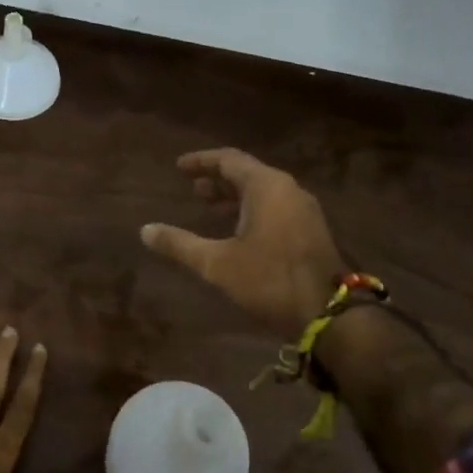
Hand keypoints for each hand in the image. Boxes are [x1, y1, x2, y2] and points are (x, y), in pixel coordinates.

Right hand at [141, 148, 347, 336]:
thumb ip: (180, 245)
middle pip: (248, 174)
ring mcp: (303, 210)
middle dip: (217, 180)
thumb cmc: (269, 281)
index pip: (229, 160)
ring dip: (234, 197)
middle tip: (191, 188)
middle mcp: (288, 190)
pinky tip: (236, 230)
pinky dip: (250, 211)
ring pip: (263, 193)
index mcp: (267, 187)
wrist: (327, 313)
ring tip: (208, 208)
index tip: (178, 167)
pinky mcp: (309, 230)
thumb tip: (145, 230)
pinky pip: (274, 208)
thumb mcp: (217, 264)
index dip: (201, 162)